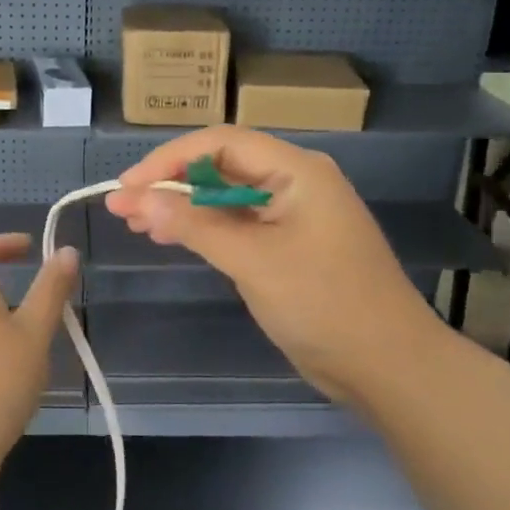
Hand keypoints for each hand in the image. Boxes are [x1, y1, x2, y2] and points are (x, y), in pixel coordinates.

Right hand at [104, 129, 437, 405]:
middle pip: (221, 167)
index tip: (127, 186)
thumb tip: (138, 198)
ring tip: (136, 223)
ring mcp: (292, 215)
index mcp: (297, 170)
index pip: (221, 143)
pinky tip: (171, 236)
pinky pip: (238, 224)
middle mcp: (295, 182)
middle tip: (122, 207)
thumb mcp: (253, 260)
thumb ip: (195, 224)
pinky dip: (204, 228)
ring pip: (225, 197)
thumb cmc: (323, 303)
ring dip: (182, 206)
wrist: (386, 365)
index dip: (168, 159)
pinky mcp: (288, 245)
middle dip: (170, 183)